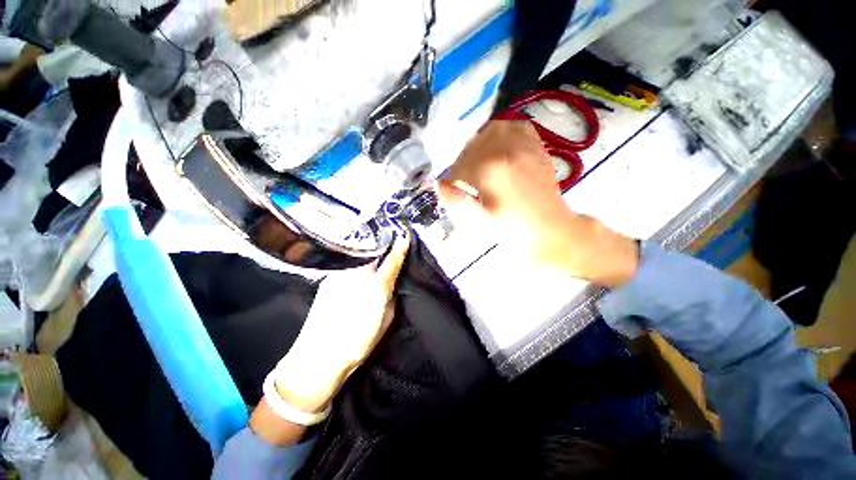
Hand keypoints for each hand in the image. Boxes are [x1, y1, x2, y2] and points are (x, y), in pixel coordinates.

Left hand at [271, 233, 410, 412]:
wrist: (320, 354)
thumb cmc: (359, 341)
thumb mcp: (386, 320)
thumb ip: (391, 297)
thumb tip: (391, 283)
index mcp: (377, 286)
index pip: (393, 260)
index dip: (401, 247)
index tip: (405, 236)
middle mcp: (359, 274)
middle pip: (374, 249)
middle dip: (383, 243)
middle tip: (389, 240)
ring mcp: (341, 274)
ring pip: (359, 254)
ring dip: (368, 250)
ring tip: (373, 250)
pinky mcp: (328, 279)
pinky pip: (347, 264)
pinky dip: (355, 261)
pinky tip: (356, 267)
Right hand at [437, 121, 638, 287]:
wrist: (551, 231)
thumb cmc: (514, 231)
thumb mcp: (480, 222)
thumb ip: (457, 201)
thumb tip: (440, 186)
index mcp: (490, 170)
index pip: (460, 167)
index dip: (451, 179)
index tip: (450, 189)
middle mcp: (506, 150)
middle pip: (473, 146)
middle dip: (462, 162)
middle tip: (463, 177)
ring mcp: (525, 146)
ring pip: (493, 131)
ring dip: (480, 144)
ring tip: (478, 161)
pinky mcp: (537, 148)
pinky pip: (518, 128)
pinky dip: (504, 134)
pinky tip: (500, 149)